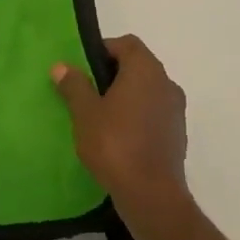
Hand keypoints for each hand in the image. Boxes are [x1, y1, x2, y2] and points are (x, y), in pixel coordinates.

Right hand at [51, 35, 190, 231]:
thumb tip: (62, 66)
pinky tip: (117, 137)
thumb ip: (74, 86)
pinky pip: (153, 113)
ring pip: (147, 91)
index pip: (127, 44)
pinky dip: (137, 115)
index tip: (83, 67)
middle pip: (138, 66)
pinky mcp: (177, 134)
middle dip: (112, 74)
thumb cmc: (115, 145)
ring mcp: (176, 110)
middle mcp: (166, 84)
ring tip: (99, 115)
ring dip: (126, 96)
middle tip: (86, 91)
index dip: (104, 49)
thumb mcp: (85, 113)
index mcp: (145, 70)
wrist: (152, 195)